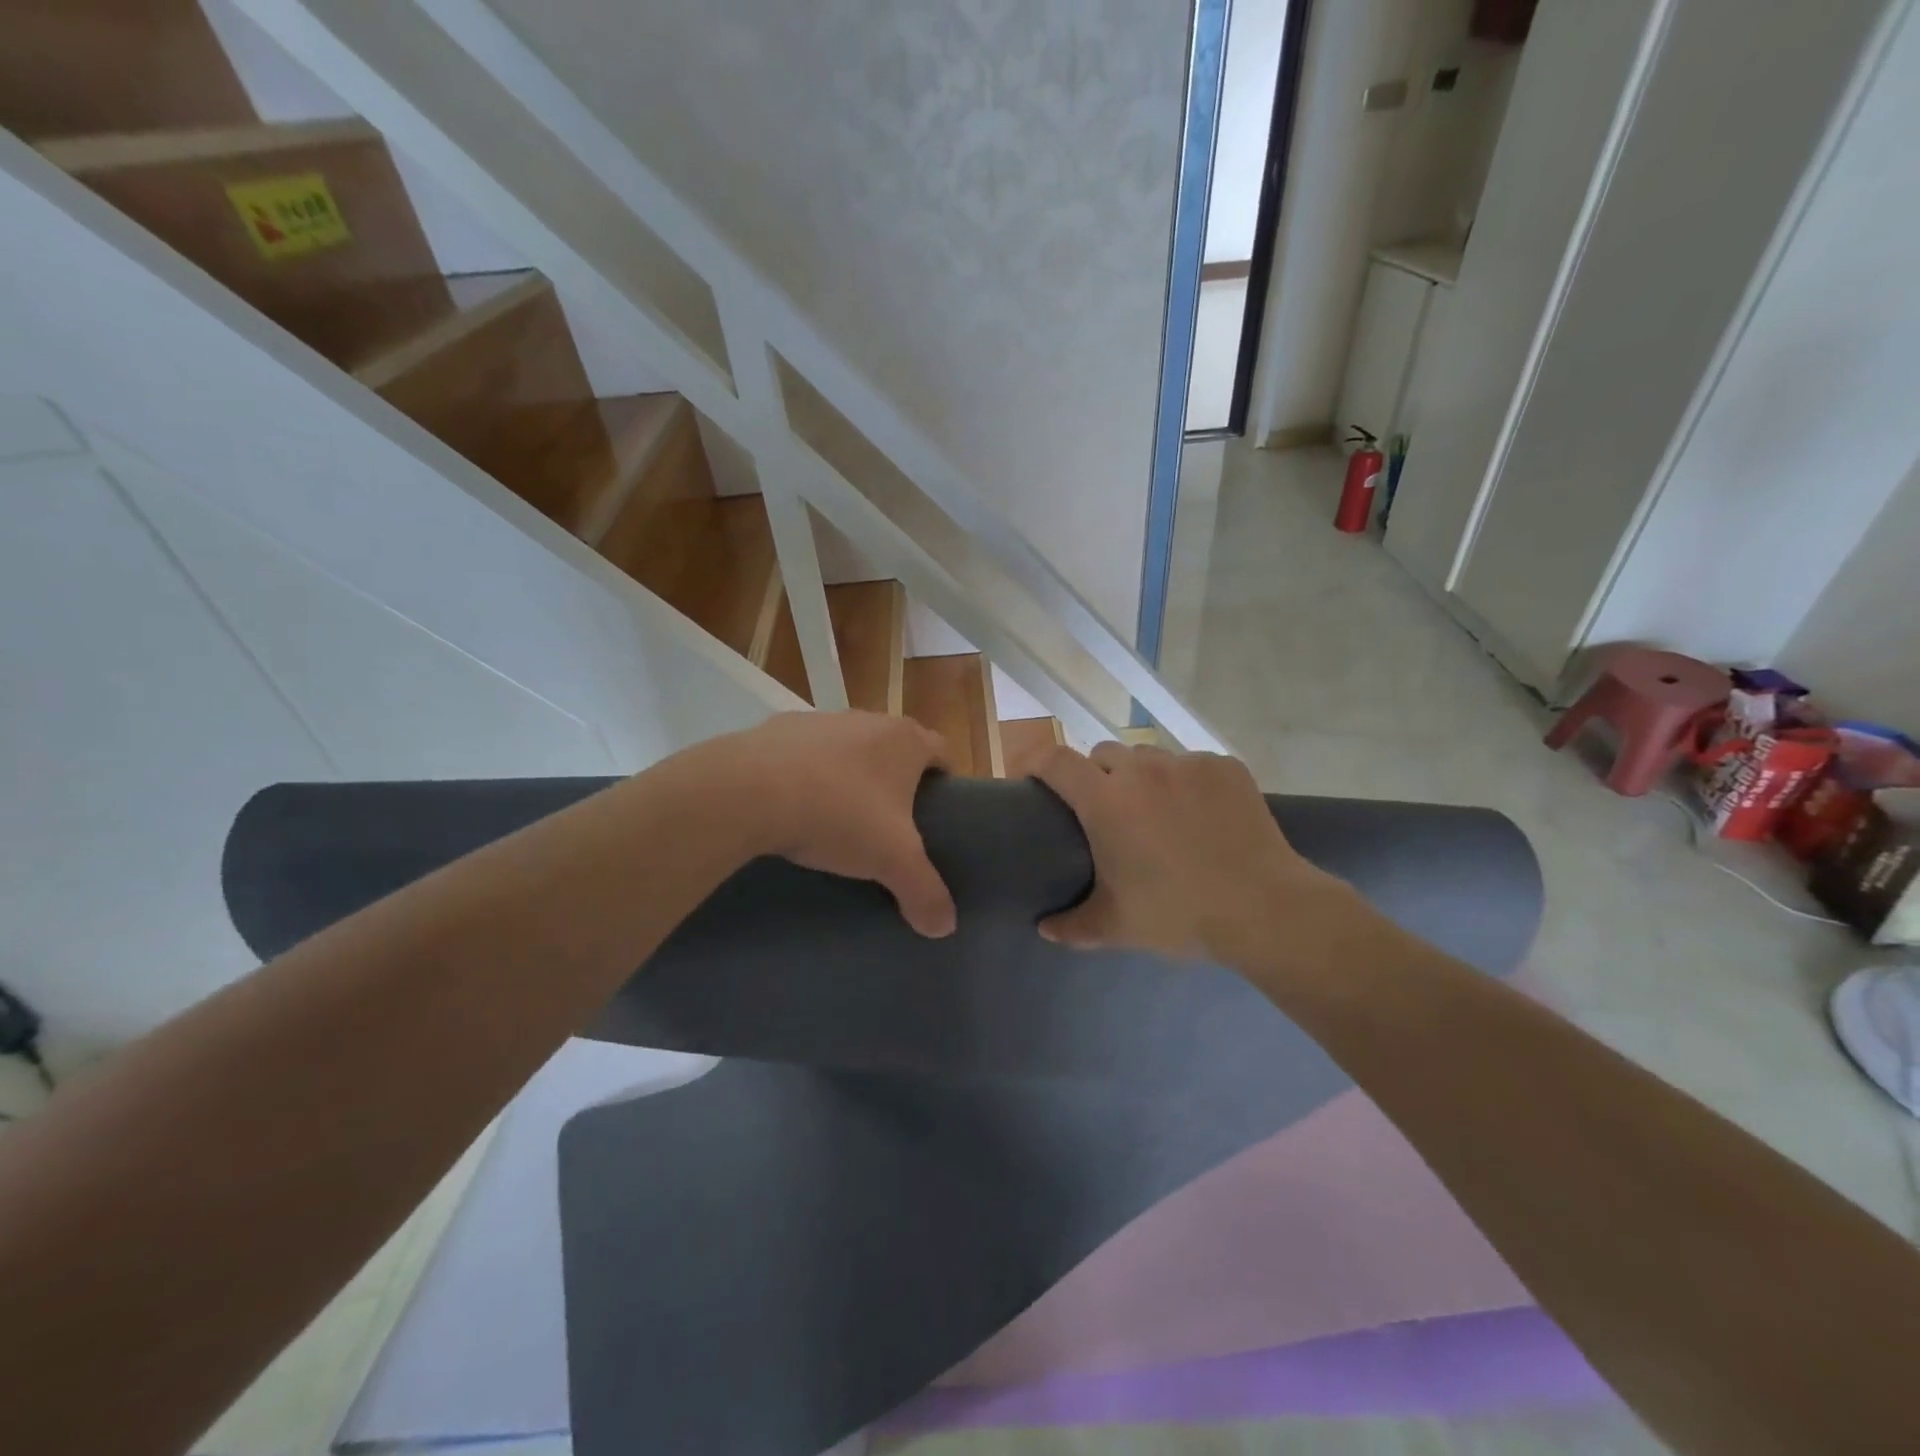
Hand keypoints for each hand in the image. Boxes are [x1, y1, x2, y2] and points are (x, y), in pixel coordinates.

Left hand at [709, 711, 956, 936]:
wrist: (748, 791)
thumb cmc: (839, 815)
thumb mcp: (892, 861)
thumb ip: (924, 892)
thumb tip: (945, 927)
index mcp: (905, 740)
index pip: (941, 752)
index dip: (943, 780)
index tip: (939, 810)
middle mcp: (867, 719)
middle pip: (892, 747)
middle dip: (894, 780)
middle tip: (890, 823)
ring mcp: (819, 720)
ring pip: (846, 748)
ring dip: (847, 775)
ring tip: (836, 818)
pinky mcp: (776, 729)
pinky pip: (801, 755)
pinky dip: (803, 775)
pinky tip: (791, 808)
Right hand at [1033, 741, 1361, 969]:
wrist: (1266, 909)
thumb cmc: (1180, 914)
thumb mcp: (1117, 926)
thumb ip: (1073, 925)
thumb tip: (1044, 929)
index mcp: (1105, 801)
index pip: (1055, 760)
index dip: (1034, 761)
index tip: (1029, 777)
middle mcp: (1142, 771)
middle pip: (1102, 754)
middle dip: (1095, 775)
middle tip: (1105, 812)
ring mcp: (1188, 764)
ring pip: (1149, 757)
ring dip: (1141, 778)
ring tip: (1156, 813)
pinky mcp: (1225, 767)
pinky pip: (1192, 764)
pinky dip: (1186, 782)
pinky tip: (1201, 814)